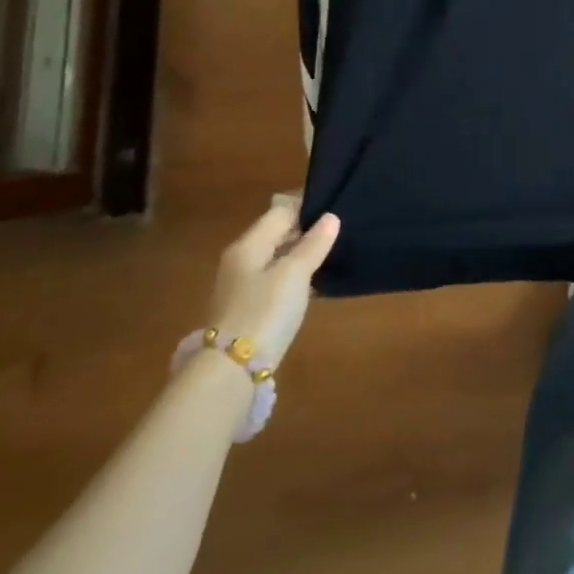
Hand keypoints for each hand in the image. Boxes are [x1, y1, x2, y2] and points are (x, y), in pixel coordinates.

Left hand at [207, 204, 341, 370]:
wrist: (232, 369)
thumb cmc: (264, 311)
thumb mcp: (294, 274)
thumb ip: (313, 244)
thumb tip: (331, 217)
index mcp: (248, 245)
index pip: (281, 211)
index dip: (308, 206)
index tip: (337, 203)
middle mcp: (242, 260)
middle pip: (277, 234)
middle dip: (307, 229)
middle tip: (341, 228)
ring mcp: (243, 286)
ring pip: (278, 257)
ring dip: (302, 253)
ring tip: (334, 251)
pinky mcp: (249, 308)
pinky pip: (276, 279)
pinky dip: (295, 275)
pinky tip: (315, 281)